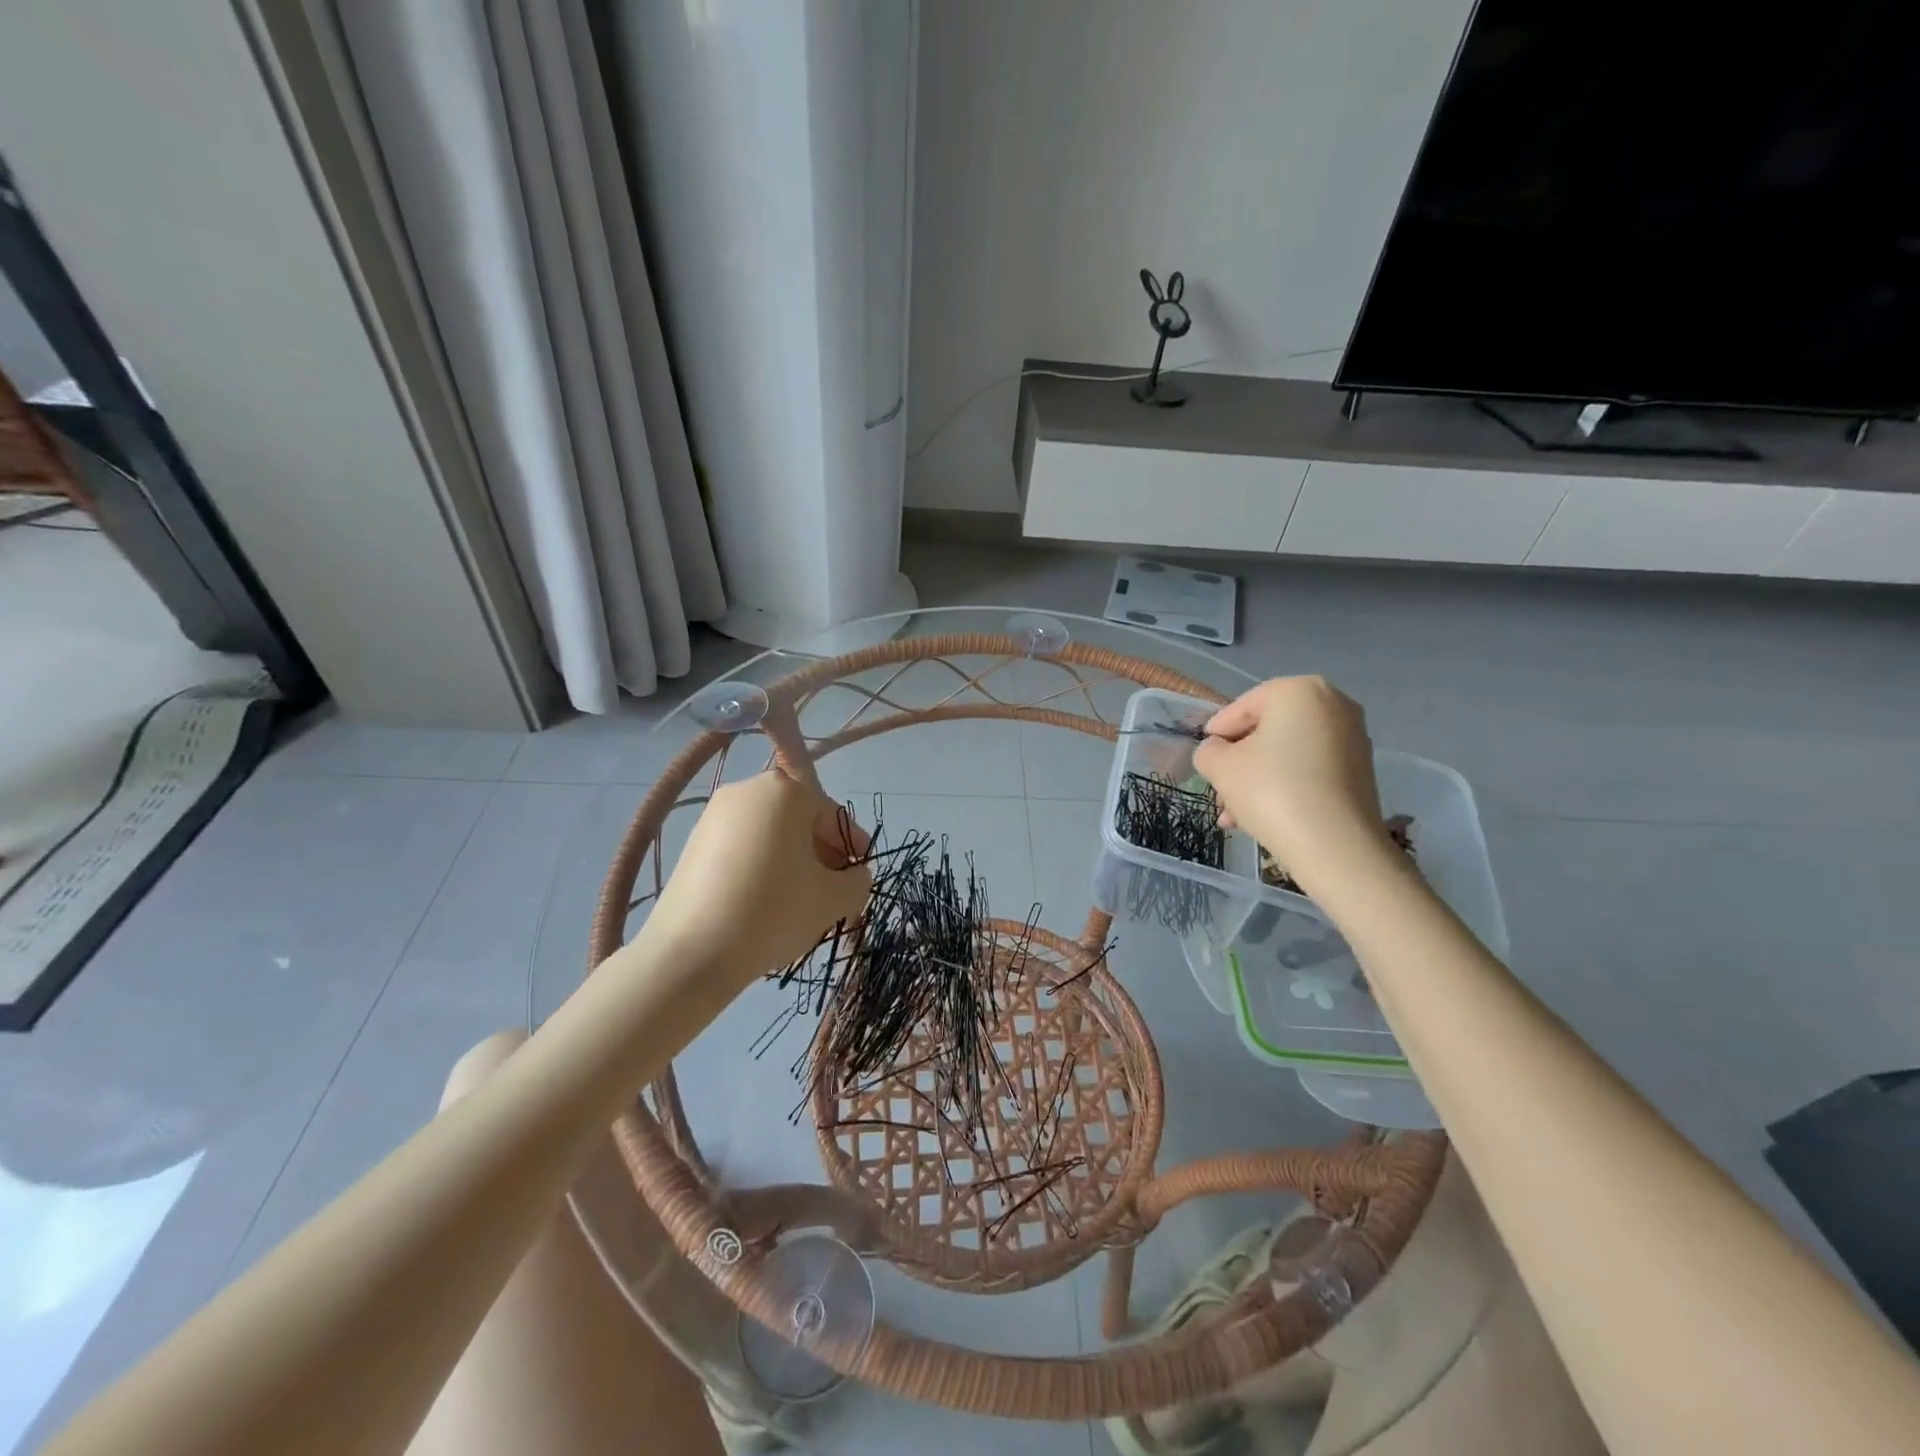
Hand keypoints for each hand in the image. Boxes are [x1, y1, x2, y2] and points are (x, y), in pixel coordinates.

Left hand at [643, 771, 871, 989]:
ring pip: (770, 834)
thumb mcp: (834, 899)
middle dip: (821, 853)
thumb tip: (853, 876)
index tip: (859, 876)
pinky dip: (760, 866)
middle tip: (832, 889)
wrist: (691, 953)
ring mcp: (714, 815)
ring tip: (798, 900)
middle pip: (799, 820)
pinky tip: (764, 902)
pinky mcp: (692, 843)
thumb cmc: (774, 911)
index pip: (834, 816)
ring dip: (791, 860)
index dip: (854, 847)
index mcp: (785, 791)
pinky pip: (742, 847)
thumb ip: (858, 880)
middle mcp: (747, 790)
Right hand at [1192, 676, 1387, 888]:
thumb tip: (1216, 752)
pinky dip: (1286, 787)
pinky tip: (1265, 817)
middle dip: (1239, 764)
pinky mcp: (1361, 770)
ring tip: (1236, 816)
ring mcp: (1352, 737)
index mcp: (1298, 690)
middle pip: (1266, 732)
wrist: (1336, 846)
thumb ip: (1208, 751)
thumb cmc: (1272, 791)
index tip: (1205, 763)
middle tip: (1220, 792)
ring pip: (1287, 754)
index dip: (1216, 737)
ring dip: (1258, 780)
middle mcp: (1332, 704)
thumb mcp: (1220, 767)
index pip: (1240, 708)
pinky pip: (1310, 770)